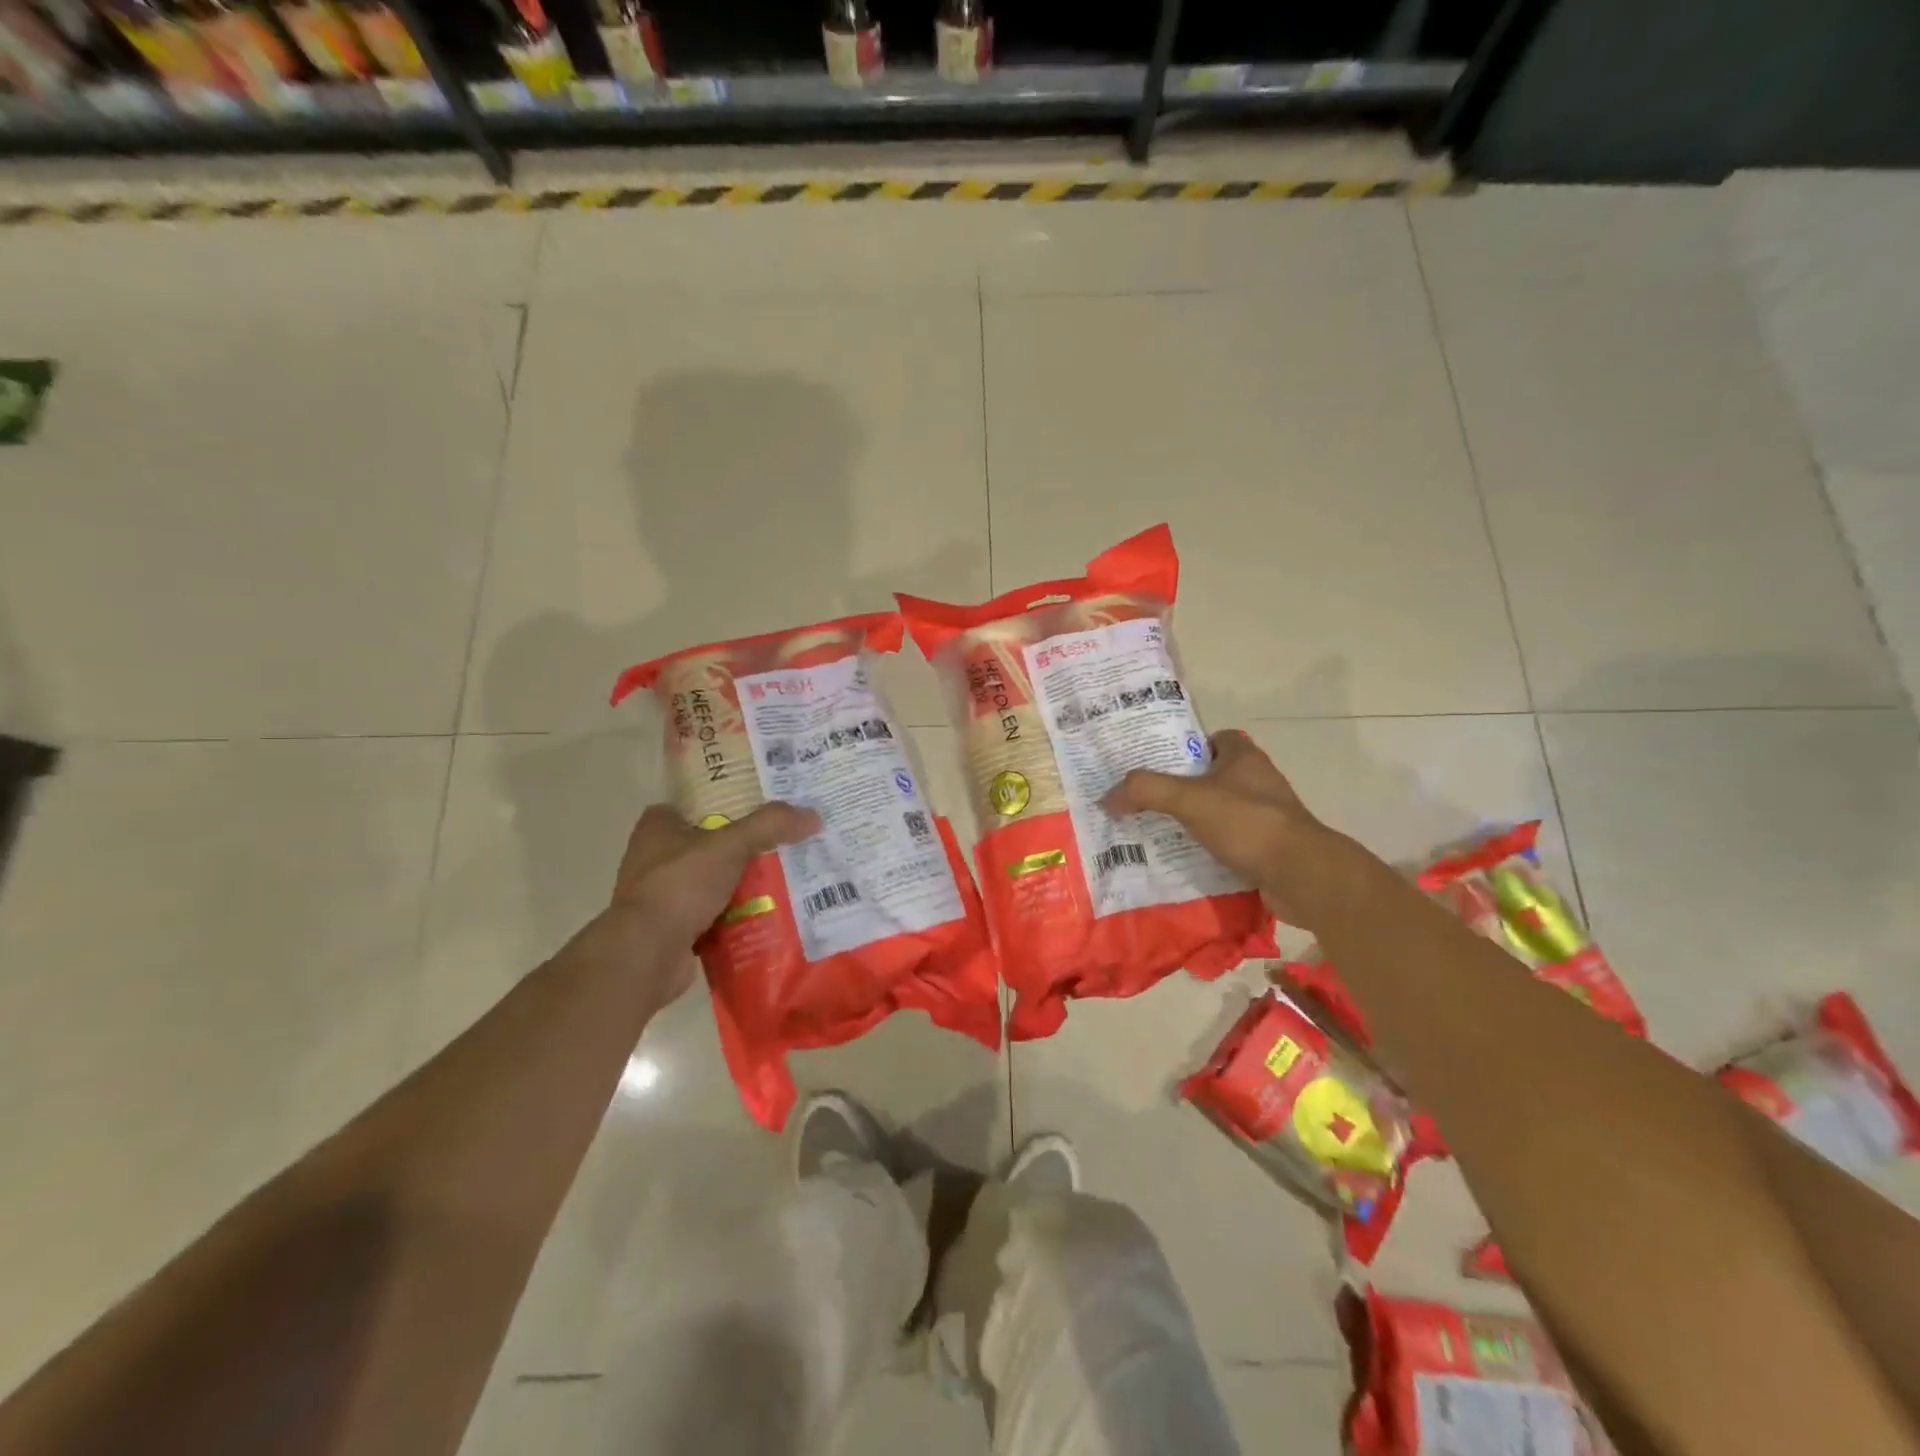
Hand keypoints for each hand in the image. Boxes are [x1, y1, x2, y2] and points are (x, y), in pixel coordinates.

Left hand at [597, 801, 820, 1006]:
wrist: (647, 955)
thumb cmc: (680, 886)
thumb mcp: (730, 845)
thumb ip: (770, 826)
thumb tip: (813, 816)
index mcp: (658, 828)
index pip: (696, 805)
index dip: (728, 804)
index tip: (762, 809)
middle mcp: (655, 858)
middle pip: (711, 845)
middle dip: (744, 848)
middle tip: (785, 844)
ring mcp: (663, 896)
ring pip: (715, 882)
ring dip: (744, 885)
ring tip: (787, 880)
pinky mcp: (673, 929)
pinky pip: (715, 915)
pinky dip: (738, 916)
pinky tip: (770, 915)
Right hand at [1103, 730, 1360, 926]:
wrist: (1302, 875)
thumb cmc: (1247, 823)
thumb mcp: (1189, 799)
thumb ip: (1146, 791)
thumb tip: (1107, 797)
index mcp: (1245, 758)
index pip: (1216, 739)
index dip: (1189, 747)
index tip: (1160, 763)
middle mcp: (1259, 782)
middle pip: (1215, 777)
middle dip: (1184, 788)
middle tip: (1148, 800)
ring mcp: (1266, 817)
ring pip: (1222, 812)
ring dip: (1196, 821)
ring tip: (1158, 831)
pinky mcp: (1268, 848)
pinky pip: (1231, 843)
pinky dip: (1210, 850)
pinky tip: (1184, 860)